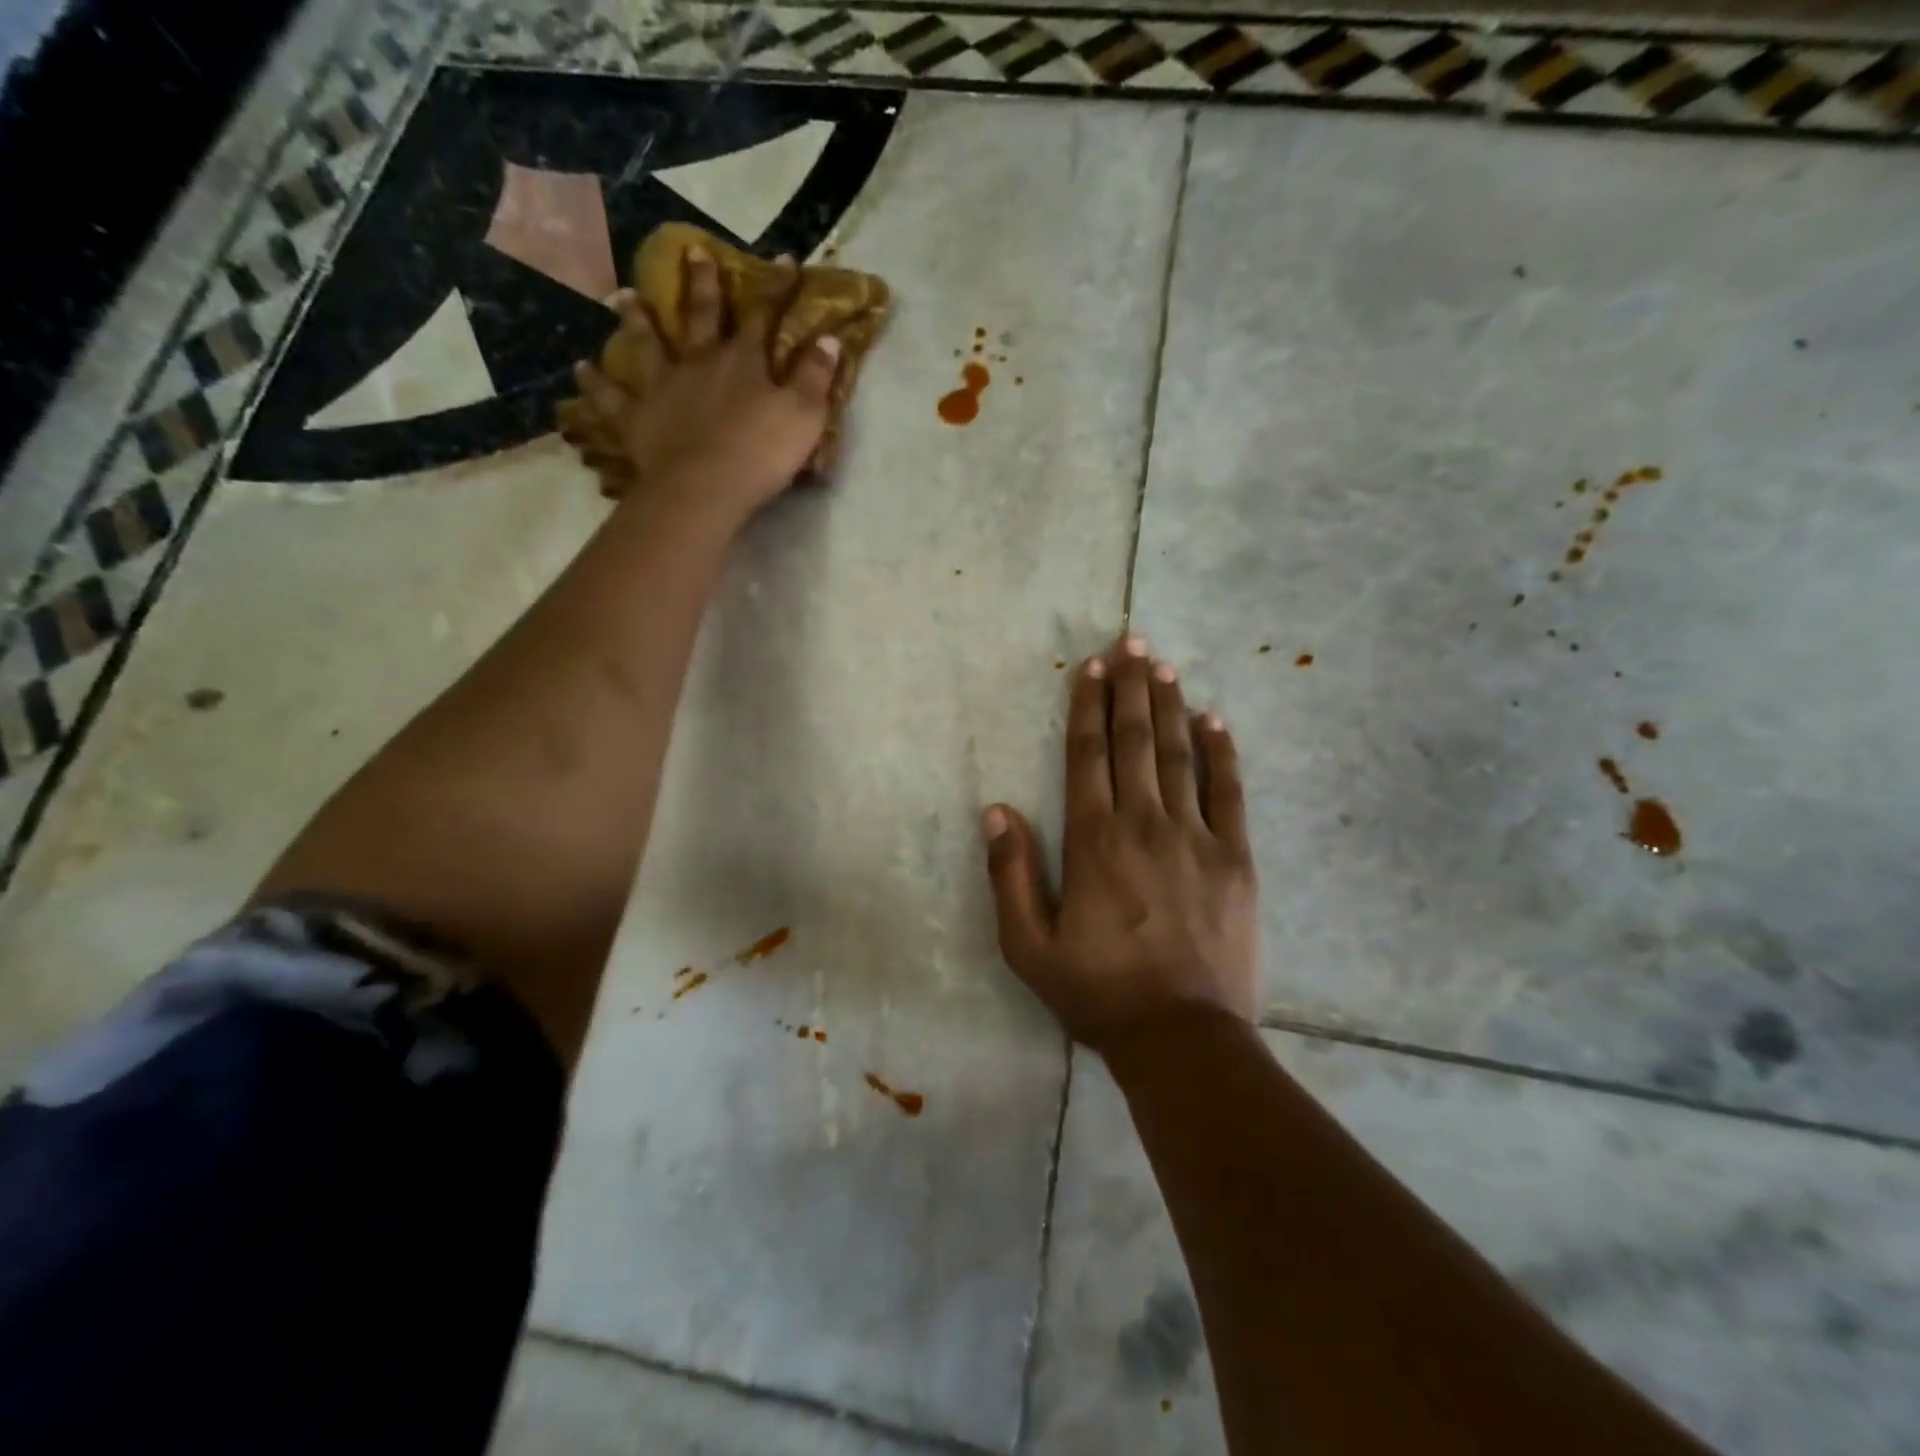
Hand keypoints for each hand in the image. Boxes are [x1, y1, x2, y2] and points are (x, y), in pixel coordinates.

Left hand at [569, 247, 841, 526]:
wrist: (706, 488)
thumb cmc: (760, 453)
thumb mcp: (804, 416)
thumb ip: (816, 377)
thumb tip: (828, 338)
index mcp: (743, 361)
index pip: (763, 315)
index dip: (775, 288)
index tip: (784, 260)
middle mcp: (699, 362)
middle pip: (700, 316)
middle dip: (701, 283)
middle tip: (691, 250)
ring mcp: (663, 387)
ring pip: (647, 344)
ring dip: (637, 320)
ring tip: (623, 297)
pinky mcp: (636, 418)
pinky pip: (611, 398)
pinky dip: (595, 383)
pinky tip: (581, 369)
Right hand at [982, 636, 1258, 1052]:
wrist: (1182, 1038)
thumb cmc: (1098, 992)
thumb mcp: (1028, 945)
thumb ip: (1010, 873)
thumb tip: (996, 809)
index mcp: (1093, 840)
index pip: (1088, 755)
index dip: (1089, 706)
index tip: (1092, 667)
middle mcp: (1144, 823)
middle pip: (1134, 741)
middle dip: (1132, 688)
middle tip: (1133, 642)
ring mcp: (1196, 837)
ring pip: (1179, 755)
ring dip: (1170, 706)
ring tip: (1165, 666)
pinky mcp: (1236, 858)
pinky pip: (1229, 792)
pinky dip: (1221, 752)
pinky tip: (1214, 721)